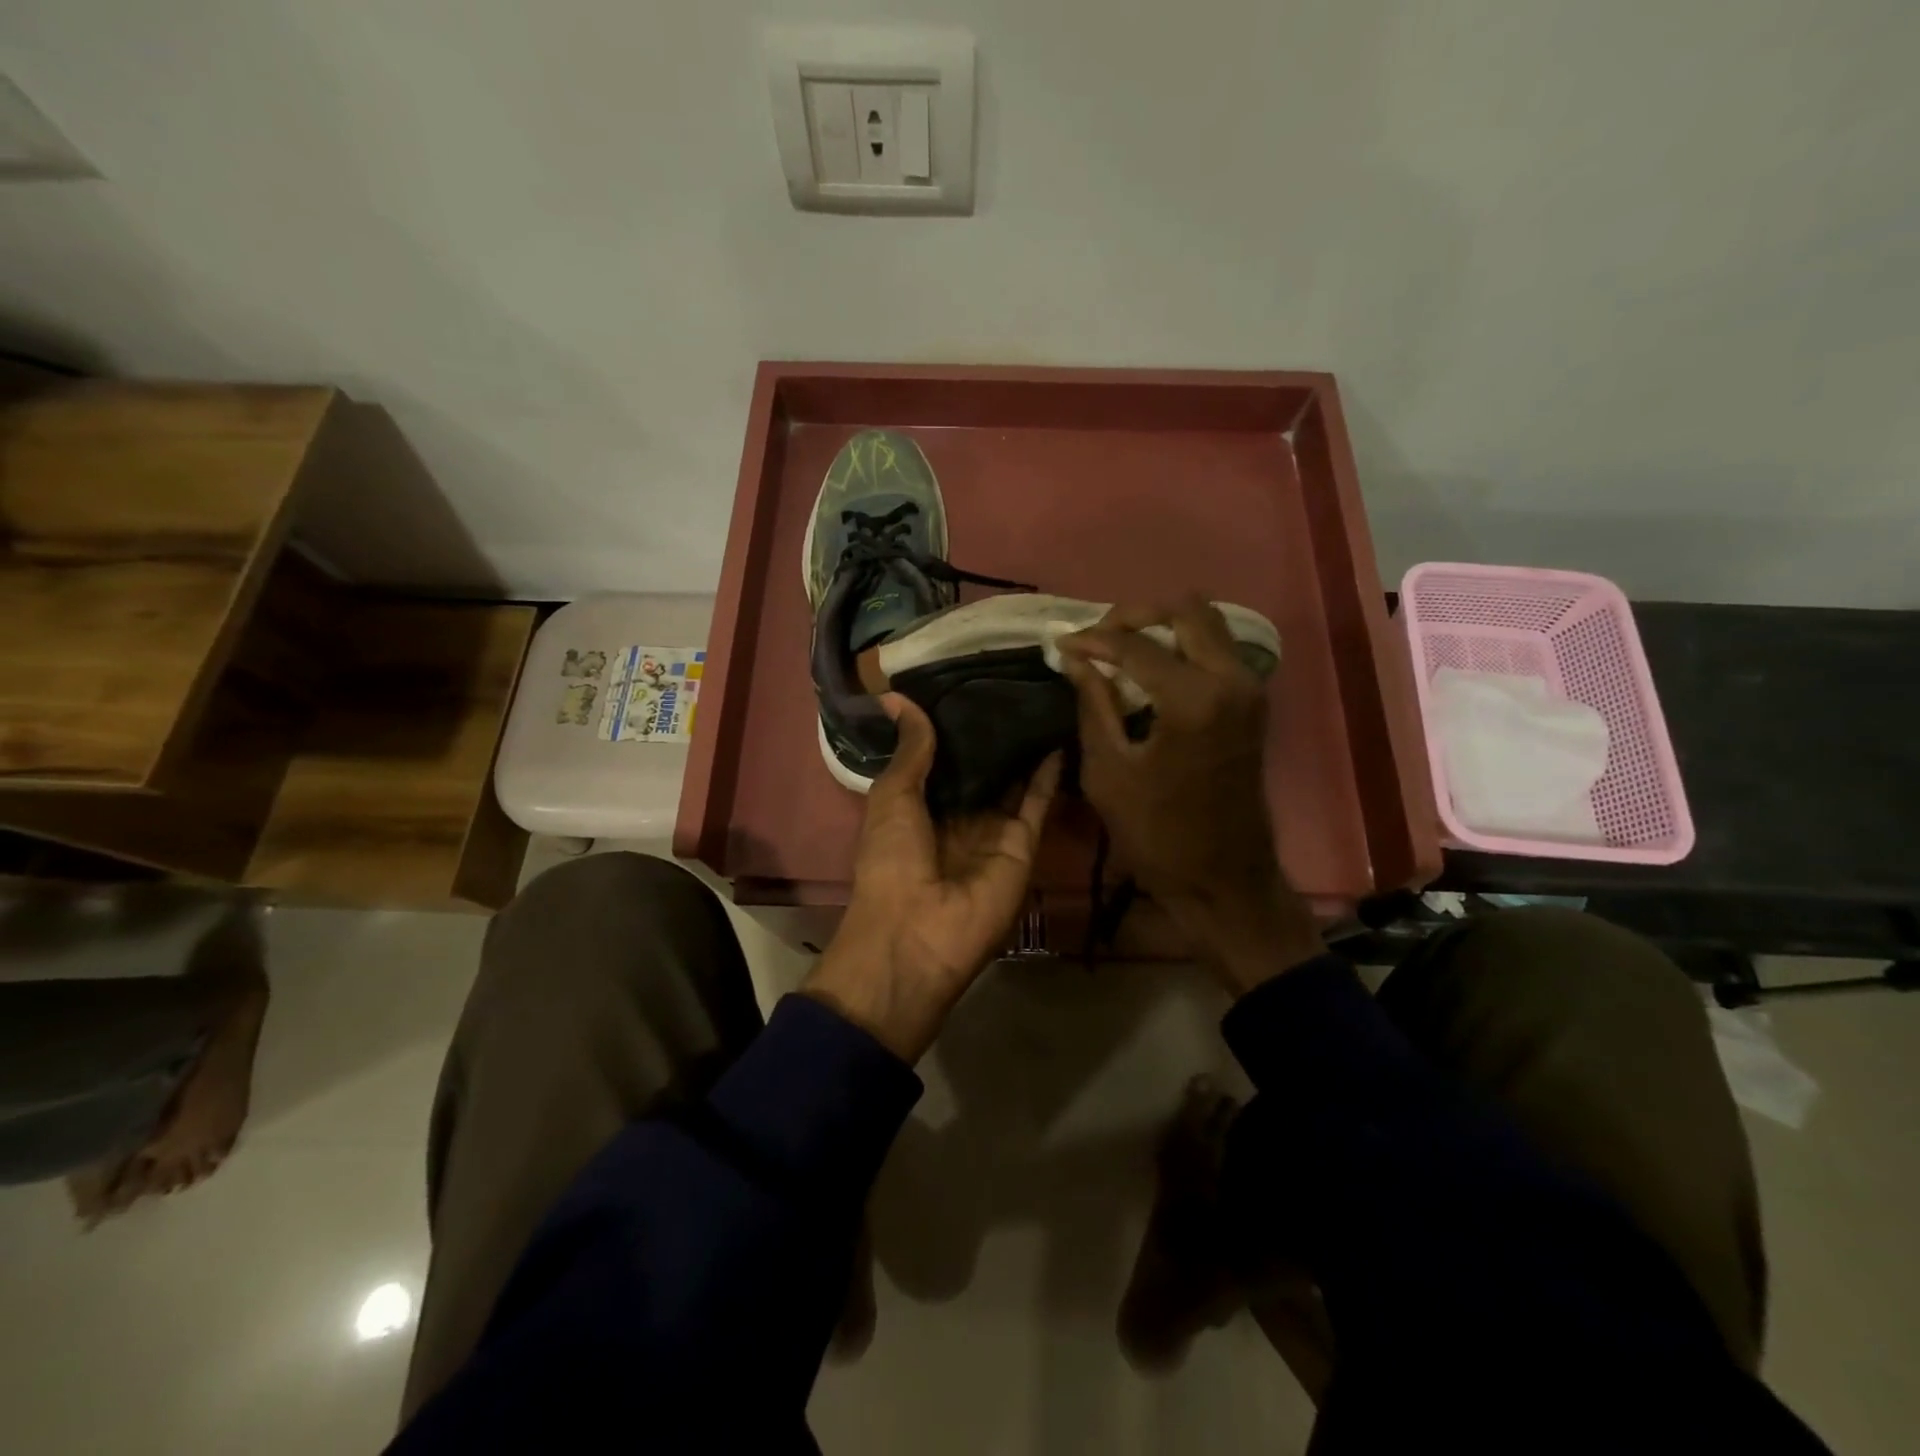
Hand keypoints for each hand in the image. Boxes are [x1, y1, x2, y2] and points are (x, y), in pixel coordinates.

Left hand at [805, 694, 1059, 1061]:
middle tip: (1017, 677)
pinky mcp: (1024, 845)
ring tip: (1044, 696)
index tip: (972, 678)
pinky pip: (1038, 802)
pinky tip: (1061, 732)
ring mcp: (994, 831)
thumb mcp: (892, 796)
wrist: (917, 933)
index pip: (944, 756)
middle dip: (996, 730)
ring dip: (1027, 745)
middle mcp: (960, 815)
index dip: (955, 723)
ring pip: (1015, 780)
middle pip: (984, 767)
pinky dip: (1050, 772)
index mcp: (920, 805)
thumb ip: (910, 749)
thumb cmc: (891, 860)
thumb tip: (896, 697)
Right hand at [1058, 597, 1321, 993]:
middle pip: (1187, 610)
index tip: (1061, 643)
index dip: (1093, 640)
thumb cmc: (1156, 834)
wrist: (1223, 878)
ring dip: (1164, 627)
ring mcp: (1250, 688)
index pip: (1136, 645)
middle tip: (1099, 637)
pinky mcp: (1253, 702)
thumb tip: (1075, 658)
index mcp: (1193, 699)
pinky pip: (1219, 649)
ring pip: (1209, 624)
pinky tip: (1151, 669)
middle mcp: (1231, 680)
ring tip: (1122, 650)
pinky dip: (1184, 646)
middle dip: (1136, 615)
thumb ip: (1093, 703)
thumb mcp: (1108, 770)